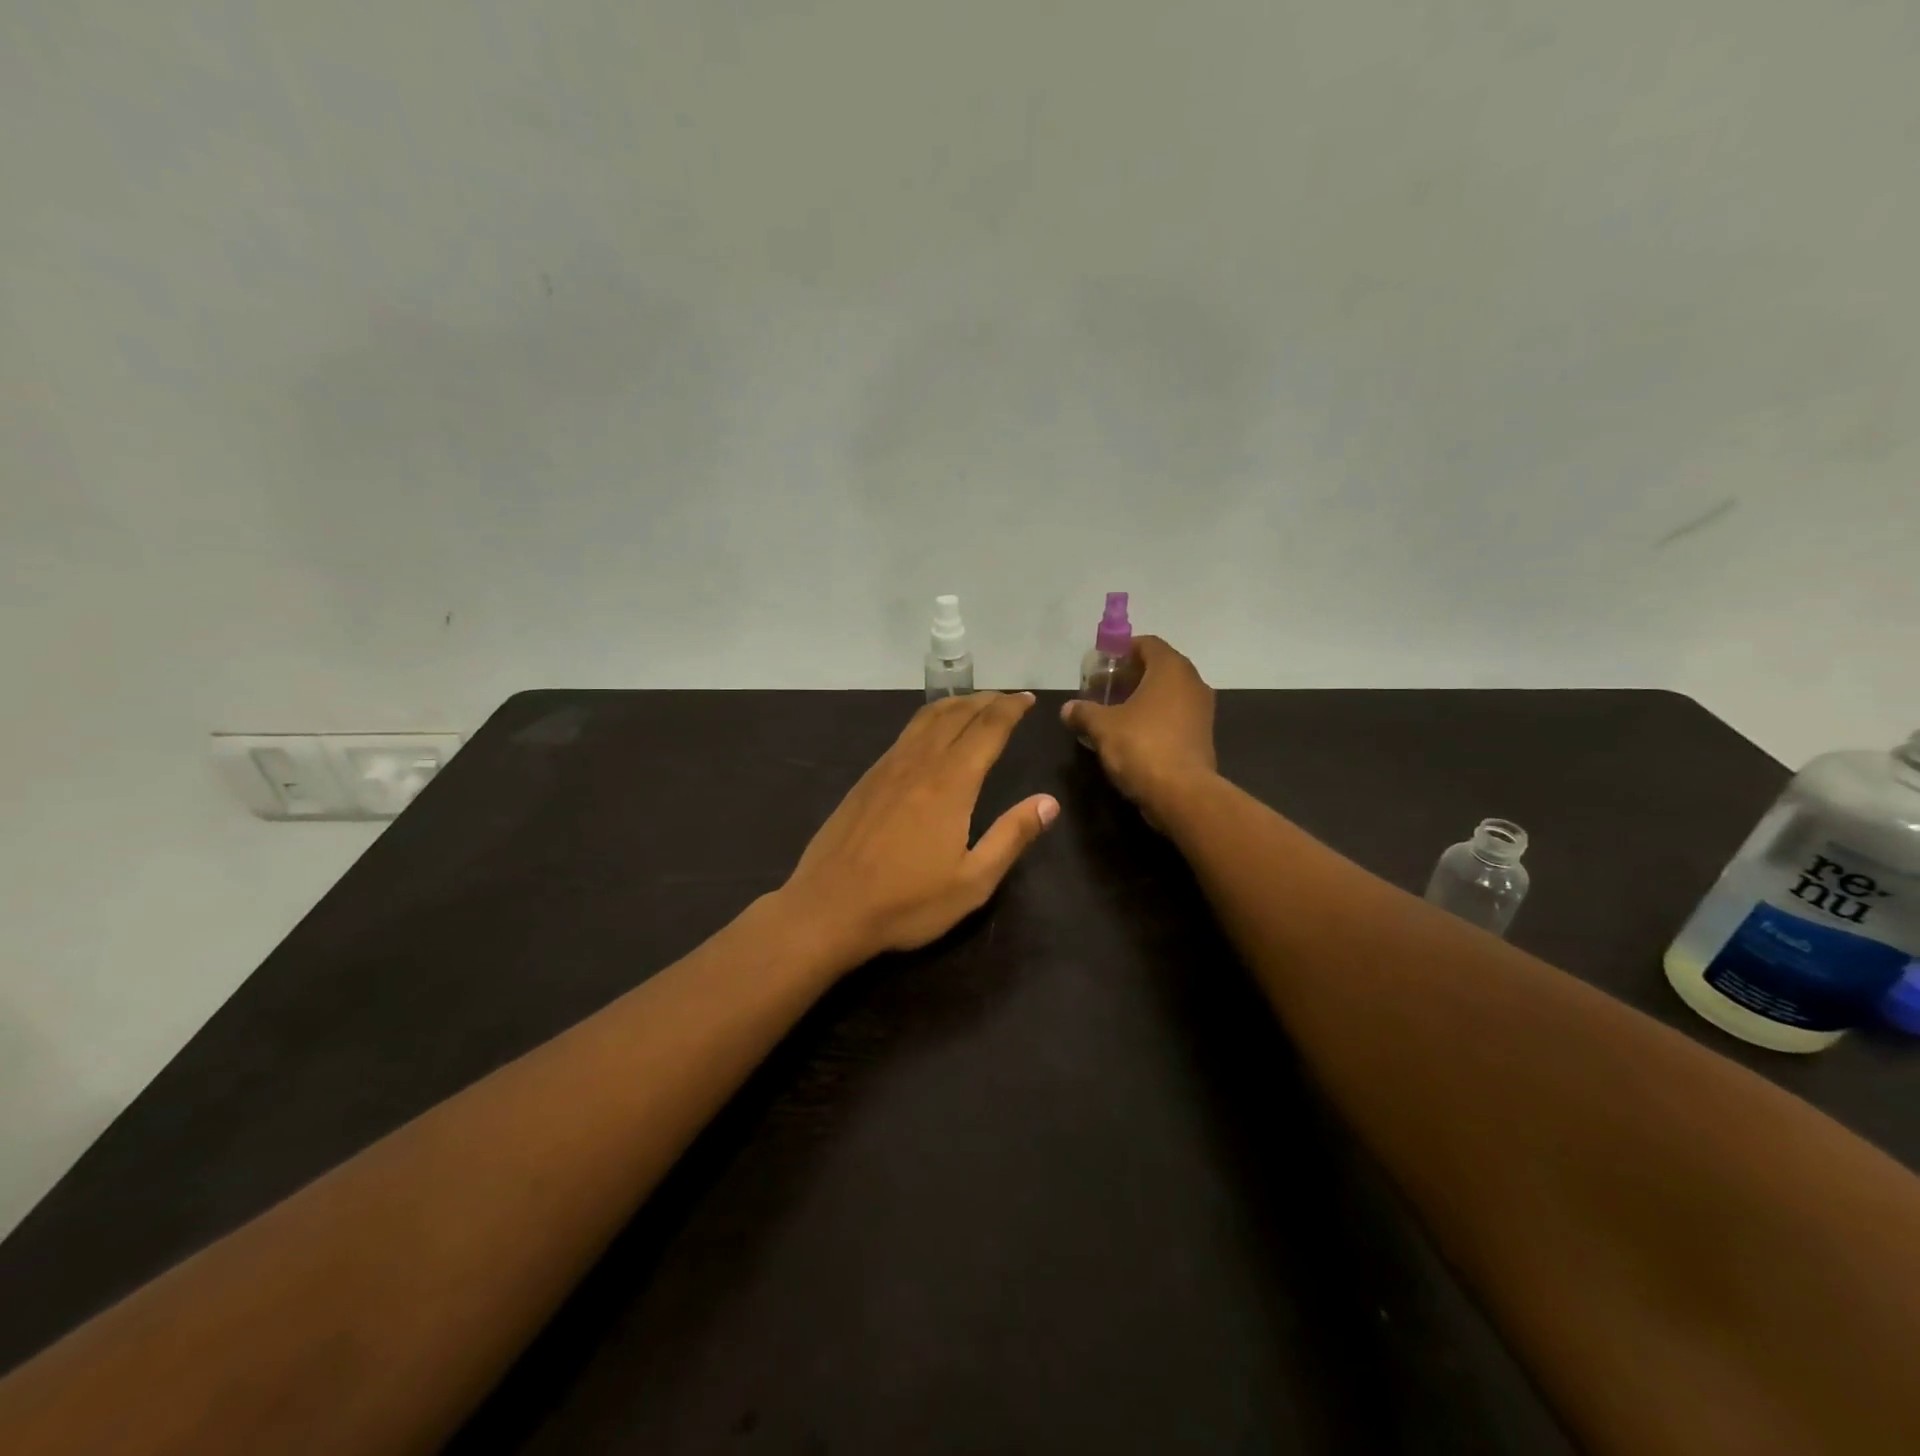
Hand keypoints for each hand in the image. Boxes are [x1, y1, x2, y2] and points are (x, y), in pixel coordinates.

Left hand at [778, 693, 1058, 964]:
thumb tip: (1049, 802)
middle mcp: (919, 763)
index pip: (987, 729)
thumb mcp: (972, 882)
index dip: (1010, 709)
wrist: (828, 908)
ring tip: (974, 704)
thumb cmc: (906, 902)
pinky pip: (905, 735)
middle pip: (956, 714)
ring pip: (926, 718)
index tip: (1027, 699)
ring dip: (955, 704)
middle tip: (1008, 698)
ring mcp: (887, 768)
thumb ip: (1011, 837)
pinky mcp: (866, 780)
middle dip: (986, 701)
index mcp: (950, 783)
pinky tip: (931, 734)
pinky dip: (928, 720)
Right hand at [1059, 636, 1217, 818]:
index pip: (1147, 643)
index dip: (1121, 650)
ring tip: (1113, 713)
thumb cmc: (1141, 747)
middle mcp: (1192, 682)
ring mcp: (1201, 710)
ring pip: (1167, 693)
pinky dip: (1154, 717)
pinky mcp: (1202, 735)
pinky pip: (1174, 715)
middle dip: (1129, 676)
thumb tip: (1068, 709)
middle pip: (1158, 668)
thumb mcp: (1102, 727)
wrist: (1182, 794)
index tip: (1100, 666)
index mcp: (1170, 669)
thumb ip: (1083, 712)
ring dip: (1141, 698)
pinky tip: (1131, 735)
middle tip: (1102, 690)